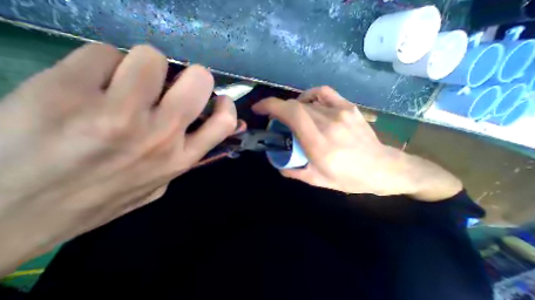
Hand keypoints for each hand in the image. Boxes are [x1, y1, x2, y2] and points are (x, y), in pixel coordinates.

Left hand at [0, 43, 235, 273]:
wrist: (10, 214)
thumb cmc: (104, 197)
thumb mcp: (161, 183)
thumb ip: (185, 157)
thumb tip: (203, 133)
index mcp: (180, 157)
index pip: (223, 123)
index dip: (227, 105)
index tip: (218, 98)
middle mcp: (160, 135)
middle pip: (197, 82)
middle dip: (195, 75)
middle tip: (179, 82)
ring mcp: (118, 114)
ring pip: (151, 59)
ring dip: (146, 65)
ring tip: (129, 81)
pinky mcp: (65, 92)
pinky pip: (103, 53)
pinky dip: (103, 62)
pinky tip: (90, 83)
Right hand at [254, 87, 461, 198]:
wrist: (382, 168)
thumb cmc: (348, 178)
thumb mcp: (316, 180)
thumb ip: (292, 170)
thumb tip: (276, 160)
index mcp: (318, 143)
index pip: (291, 114)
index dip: (270, 106)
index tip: (259, 109)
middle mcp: (328, 123)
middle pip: (295, 106)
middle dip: (278, 109)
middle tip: (275, 121)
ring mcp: (340, 112)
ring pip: (306, 101)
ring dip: (292, 108)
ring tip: (291, 118)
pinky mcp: (348, 107)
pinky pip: (323, 92)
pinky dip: (309, 95)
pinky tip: (307, 105)